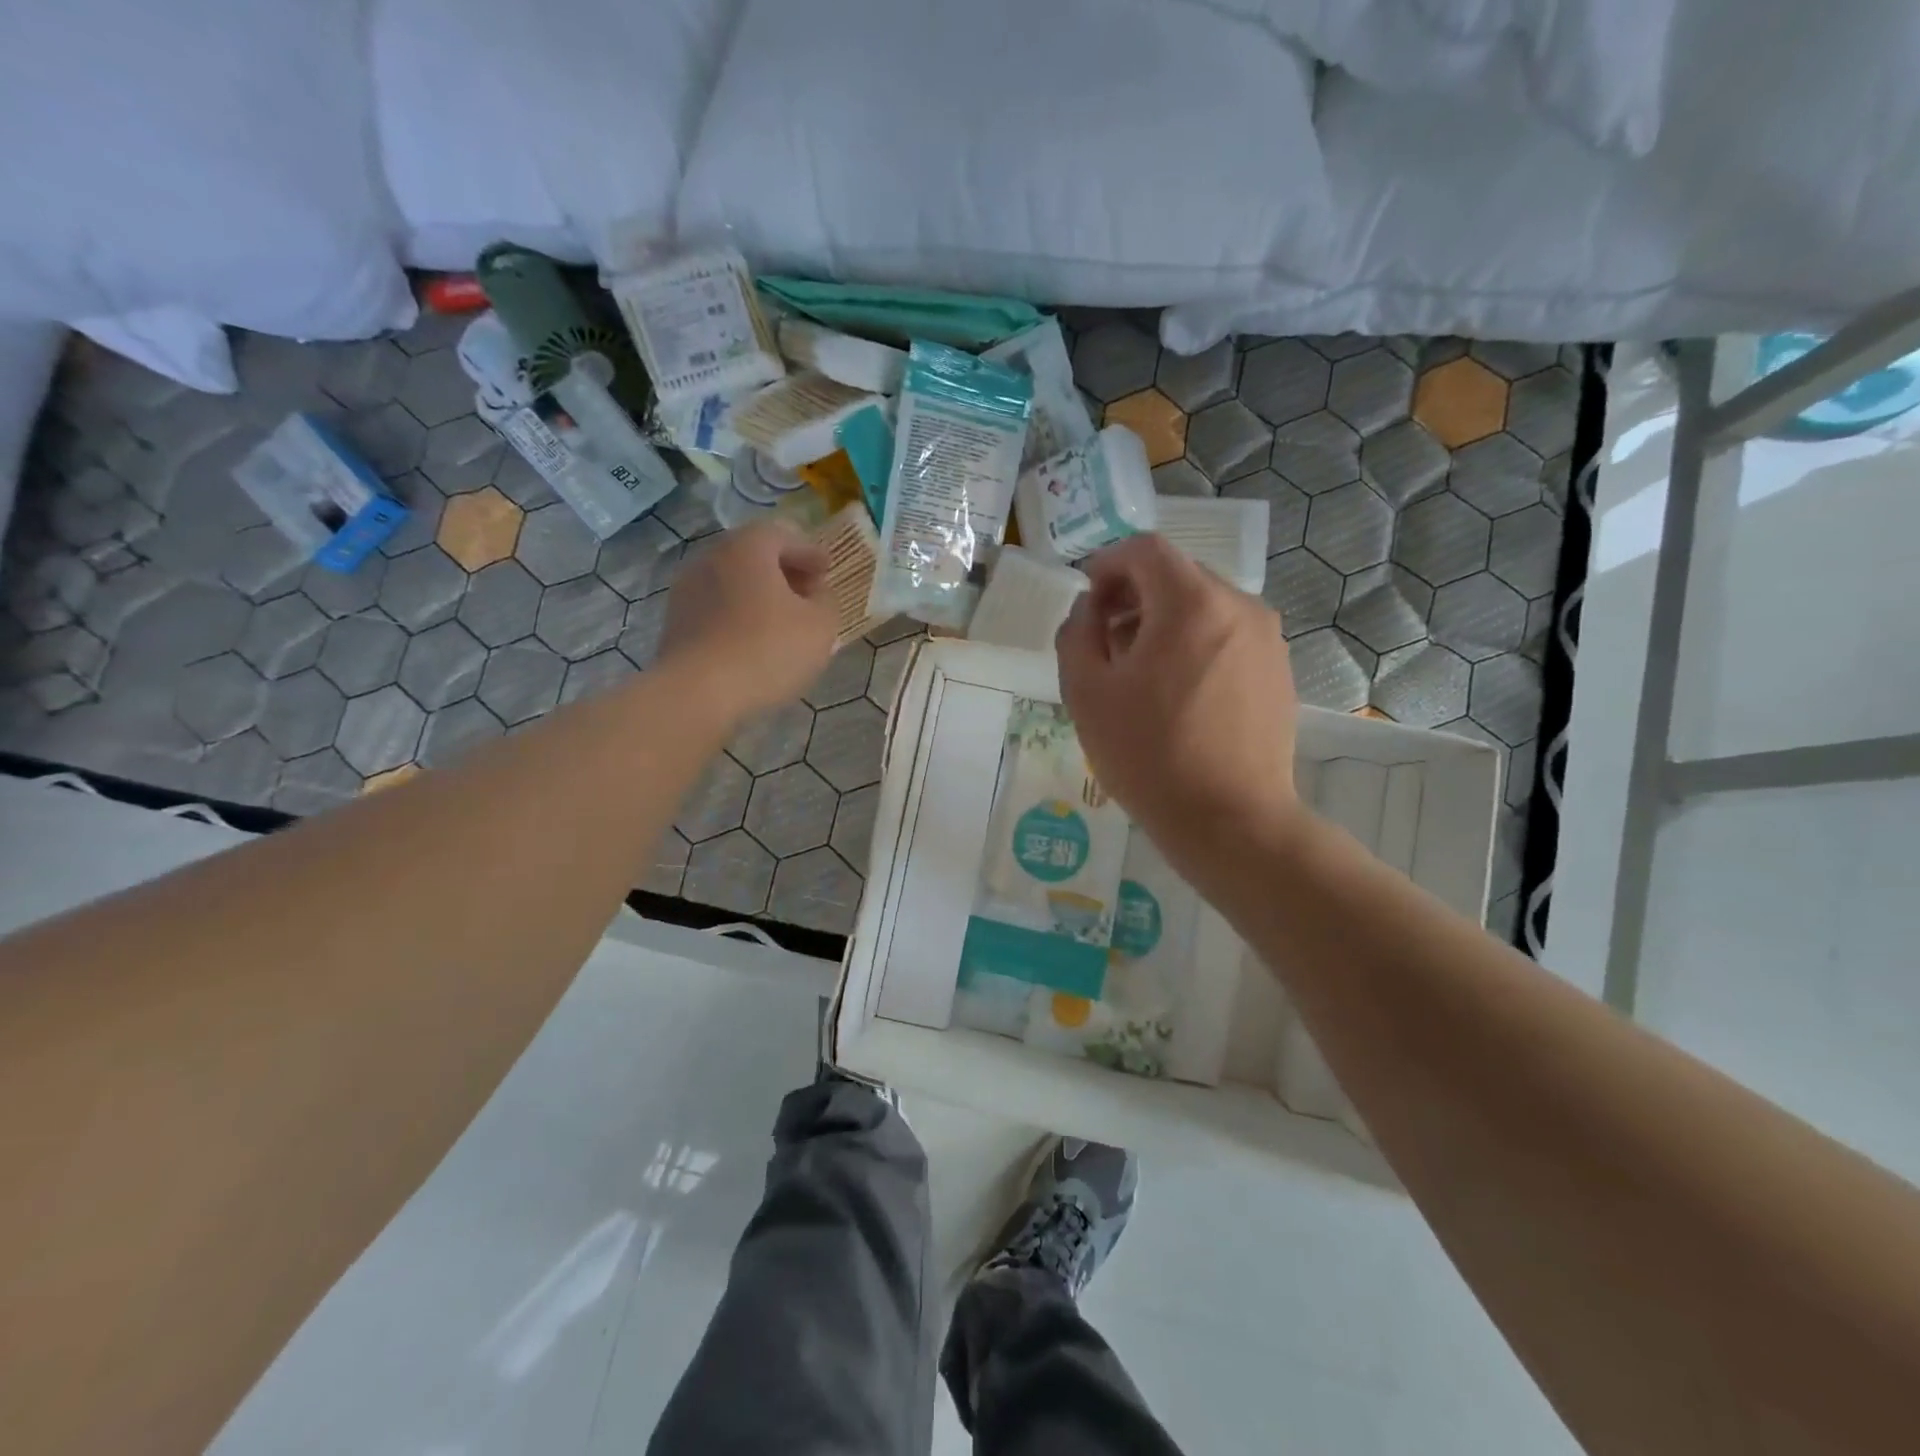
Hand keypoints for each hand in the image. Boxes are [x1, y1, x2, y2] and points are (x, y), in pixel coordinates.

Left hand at [659, 520, 838, 720]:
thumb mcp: (820, 626)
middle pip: (755, 556)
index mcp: (748, 547)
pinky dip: (739, 617)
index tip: (827, 570)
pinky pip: (717, 610)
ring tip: (783, 623)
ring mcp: (687, 590)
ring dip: (760, 597)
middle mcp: (712, 558)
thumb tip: (817, 593)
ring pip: (734, 584)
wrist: (697, 693)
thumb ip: (827, 602)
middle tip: (808, 595)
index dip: (811, 552)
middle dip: (784, 573)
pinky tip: (755, 643)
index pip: (784, 535)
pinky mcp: (676, 623)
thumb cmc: (767, 650)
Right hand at [1056, 533, 1301, 872]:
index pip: (1145, 549)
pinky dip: (1195, 645)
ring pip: (1204, 607)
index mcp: (1191, 602)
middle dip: (1134, 595)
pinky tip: (1177, 694)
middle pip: (1177, 575)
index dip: (1107, 563)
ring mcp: (1267, 639)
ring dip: (1164, 622)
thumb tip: (1090, 608)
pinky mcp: (1278, 671)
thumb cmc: (1149, 755)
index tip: (1087, 599)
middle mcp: (1239, 606)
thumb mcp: (1086, 693)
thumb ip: (1077, 633)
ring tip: (1139, 673)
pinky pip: (1227, 637)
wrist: (1230, 820)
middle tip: (1105, 640)